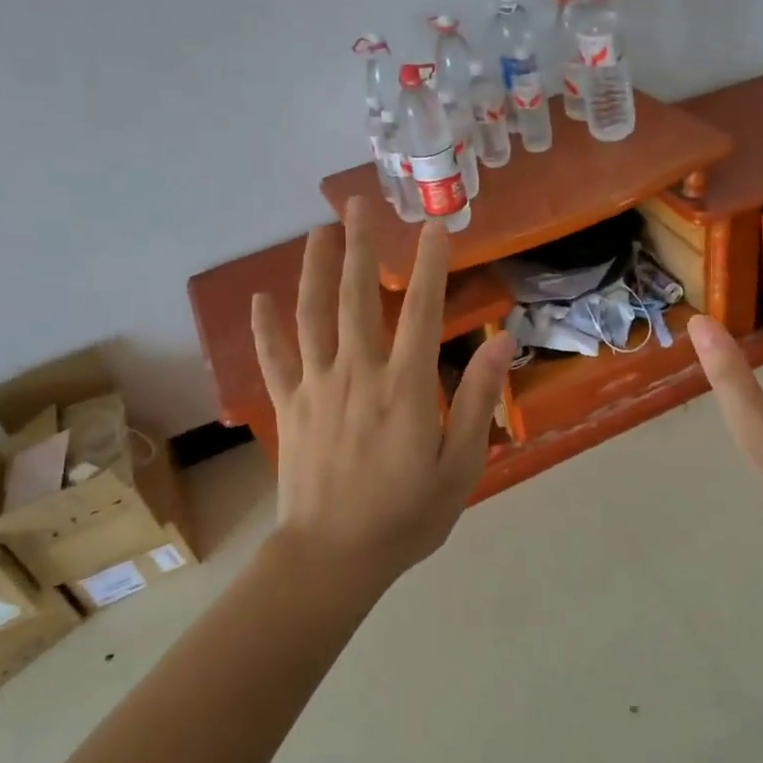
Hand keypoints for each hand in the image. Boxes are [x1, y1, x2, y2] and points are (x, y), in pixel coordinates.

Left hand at [251, 197, 517, 588]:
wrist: (332, 558)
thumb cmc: (406, 517)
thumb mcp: (460, 466)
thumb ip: (477, 399)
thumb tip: (503, 341)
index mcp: (405, 386)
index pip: (422, 310)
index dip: (429, 264)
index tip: (434, 226)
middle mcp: (358, 373)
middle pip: (357, 297)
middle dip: (360, 247)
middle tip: (357, 205)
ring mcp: (316, 387)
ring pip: (312, 315)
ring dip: (314, 270)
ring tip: (317, 232)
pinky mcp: (288, 407)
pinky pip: (274, 358)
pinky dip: (265, 327)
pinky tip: (260, 299)